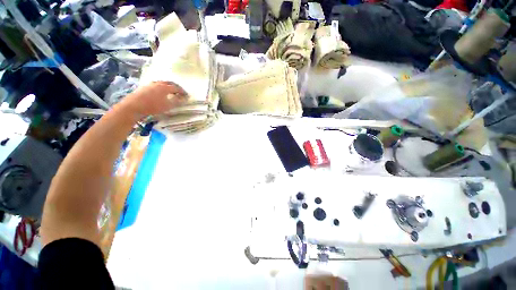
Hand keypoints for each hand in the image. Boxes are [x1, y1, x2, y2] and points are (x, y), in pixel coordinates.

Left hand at [121, 81, 187, 117]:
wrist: (134, 106)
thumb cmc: (153, 106)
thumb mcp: (168, 106)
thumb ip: (177, 101)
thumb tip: (184, 99)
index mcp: (165, 87)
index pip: (176, 88)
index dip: (182, 91)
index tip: (187, 95)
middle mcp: (158, 83)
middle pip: (169, 83)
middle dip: (175, 86)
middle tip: (179, 91)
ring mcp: (150, 84)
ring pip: (161, 83)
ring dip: (167, 86)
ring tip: (170, 91)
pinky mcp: (143, 87)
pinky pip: (155, 85)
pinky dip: (160, 88)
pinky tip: (159, 92)